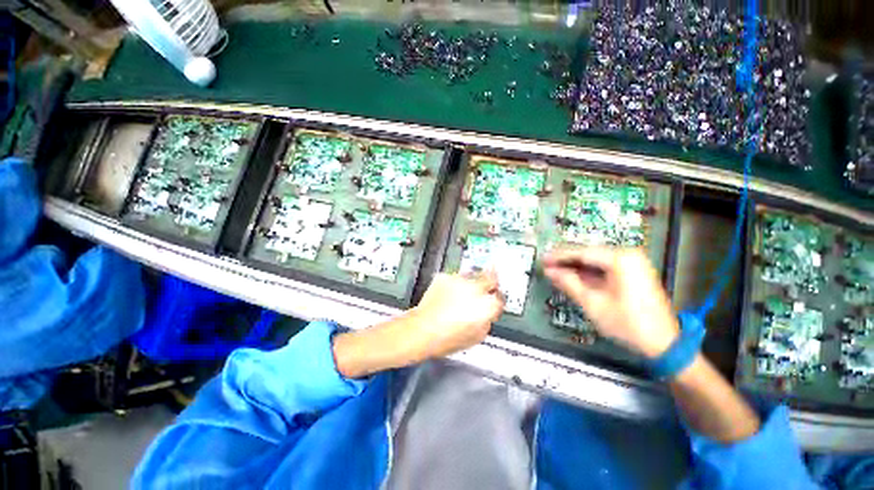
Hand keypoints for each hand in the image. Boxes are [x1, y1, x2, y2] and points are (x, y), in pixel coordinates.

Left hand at [407, 271, 504, 358]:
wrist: (422, 329)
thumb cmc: (449, 338)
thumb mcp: (477, 336)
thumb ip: (487, 320)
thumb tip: (487, 313)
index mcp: (487, 305)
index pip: (501, 297)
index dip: (498, 300)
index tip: (494, 301)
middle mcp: (476, 288)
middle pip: (491, 278)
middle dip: (491, 282)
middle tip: (487, 287)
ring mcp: (460, 280)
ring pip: (473, 275)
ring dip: (472, 282)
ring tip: (463, 293)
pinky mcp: (445, 277)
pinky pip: (455, 278)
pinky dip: (455, 284)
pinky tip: (449, 294)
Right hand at [543, 247, 678, 357]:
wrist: (664, 344)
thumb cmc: (628, 324)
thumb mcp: (593, 303)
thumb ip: (569, 283)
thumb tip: (549, 271)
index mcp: (621, 259)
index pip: (581, 252)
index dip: (559, 256)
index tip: (542, 259)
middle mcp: (628, 255)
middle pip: (588, 254)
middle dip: (566, 261)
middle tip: (546, 265)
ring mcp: (633, 263)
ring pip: (595, 260)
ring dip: (575, 266)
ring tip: (555, 271)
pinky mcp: (633, 272)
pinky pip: (604, 267)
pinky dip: (588, 272)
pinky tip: (573, 276)